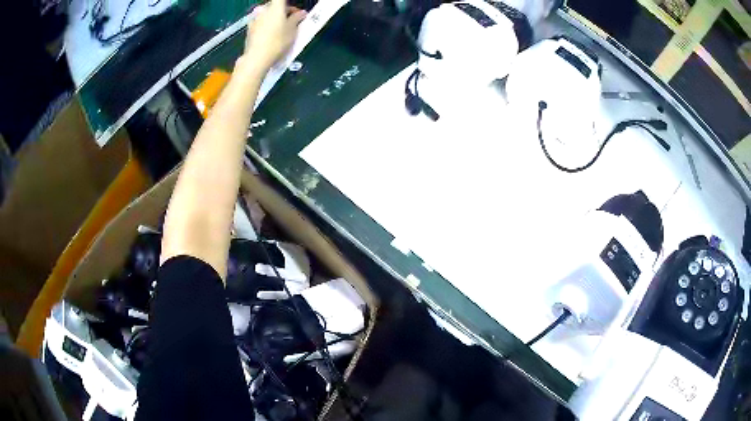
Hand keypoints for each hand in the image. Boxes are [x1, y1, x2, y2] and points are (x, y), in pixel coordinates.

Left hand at [244, 0, 306, 70]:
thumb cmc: (278, 41)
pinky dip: (267, 24)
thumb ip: (297, 18)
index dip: (289, 3)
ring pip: (267, 13)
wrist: (257, 58)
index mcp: (275, 7)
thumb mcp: (293, 30)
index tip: (295, 11)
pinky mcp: (249, 29)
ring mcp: (254, 19)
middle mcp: (263, 10)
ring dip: (275, 17)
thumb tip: (301, 13)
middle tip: (294, 19)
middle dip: (285, 10)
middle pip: (275, 5)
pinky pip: (261, 22)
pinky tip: (271, 34)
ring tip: (282, 28)